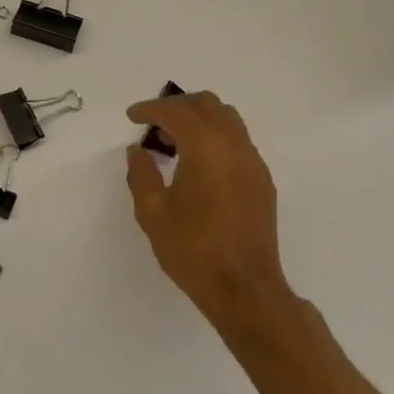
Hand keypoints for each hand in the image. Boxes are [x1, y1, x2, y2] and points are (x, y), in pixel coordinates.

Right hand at [125, 90, 292, 328]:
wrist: (244, 288)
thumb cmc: (193, 251)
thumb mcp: (153, 214)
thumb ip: (142, 174)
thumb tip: (138, 150)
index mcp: (206, 148)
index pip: (176, 112)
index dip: (150, 109)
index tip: (132, 116)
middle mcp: (234, 145)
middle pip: (207, 105)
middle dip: (177, 106)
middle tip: (153, 123)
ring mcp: (253, 162)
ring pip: (227, 119)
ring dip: (199, 119)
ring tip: (174, 141)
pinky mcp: (262, 180)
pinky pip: (238, 141)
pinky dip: (215, 138)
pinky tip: (198, 164)